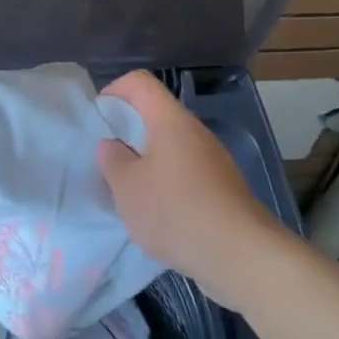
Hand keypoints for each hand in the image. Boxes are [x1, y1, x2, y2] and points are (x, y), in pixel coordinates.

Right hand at [97, 70, 296, 308]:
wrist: (240, 255)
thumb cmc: (175, 211)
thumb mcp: (127, 187)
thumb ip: (112, 160)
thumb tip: (112, 145)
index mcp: (170, 121)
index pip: (139, 82)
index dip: (113, 92)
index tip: (98, 120)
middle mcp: (195, 132)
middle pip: (156, 115)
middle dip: (127, 133)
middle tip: (108, 161)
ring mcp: (213, 160)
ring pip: (170, 147)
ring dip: (146, 162)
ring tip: (130, 193)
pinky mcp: (223, 187)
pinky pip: (186, 172)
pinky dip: (167, 184)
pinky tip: (158, 215)